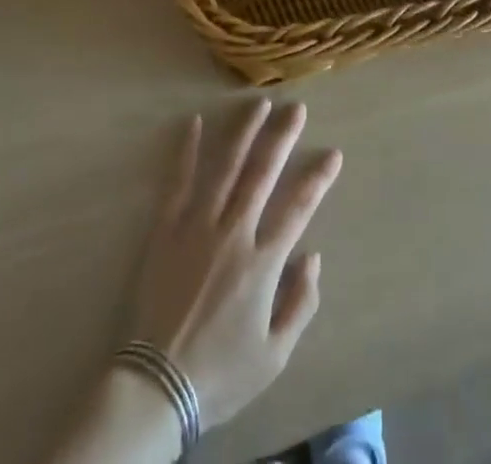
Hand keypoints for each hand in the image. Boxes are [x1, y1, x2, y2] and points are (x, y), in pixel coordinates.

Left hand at [131, 101, 342, 431]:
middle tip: (296, 107)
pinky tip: (196, 123)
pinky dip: (188, 151)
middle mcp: (234, 232)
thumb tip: (313, 256)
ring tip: (259, 104)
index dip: (318, 178)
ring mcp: (198, 225)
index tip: (333, 153)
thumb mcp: (274, 355)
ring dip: (244, 132)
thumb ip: (301, 304)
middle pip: (263, 173)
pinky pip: (179, 182)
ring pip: (226, 167)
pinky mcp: (167, 228)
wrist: (157, 386)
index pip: (298, 208)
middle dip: (282, 137)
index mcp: (263, 262)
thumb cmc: (221, 372)